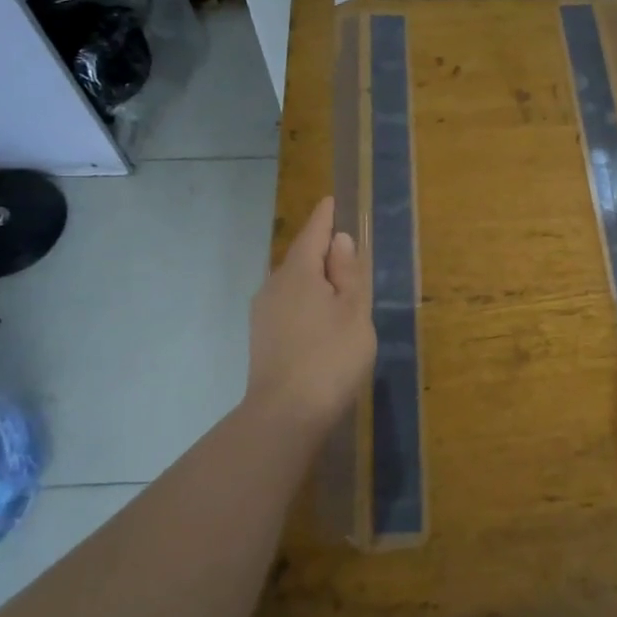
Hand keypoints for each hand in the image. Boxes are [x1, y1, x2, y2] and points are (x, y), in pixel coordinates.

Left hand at [245, 197, 374, 438]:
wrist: (285, 415)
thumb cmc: (331, 357)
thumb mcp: (354, 311)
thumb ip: (349, 273)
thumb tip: (340, 240)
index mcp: (299, 272)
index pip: (313, 232)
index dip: (325, 217)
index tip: (333, 201)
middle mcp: (274, 285)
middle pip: (301, 257)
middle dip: (323, 251)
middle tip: (349, 253)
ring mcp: (264, 312)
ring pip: (294, 283)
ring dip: (315, 279)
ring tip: (340, 289)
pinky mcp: (262, 337)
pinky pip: (288, 304)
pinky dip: (307, 300)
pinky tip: (321, 319)